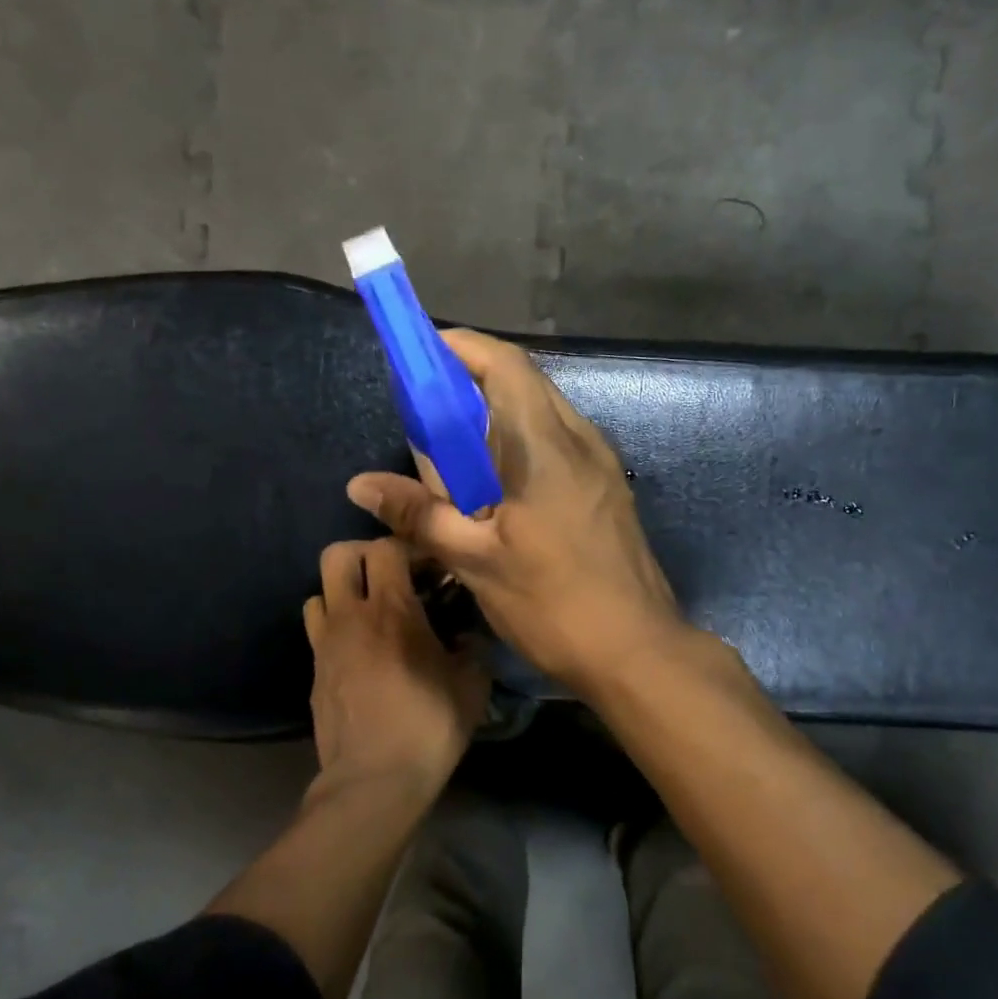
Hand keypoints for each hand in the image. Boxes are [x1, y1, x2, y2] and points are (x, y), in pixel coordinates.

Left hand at [304, 536, 489, 792]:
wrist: (374, 780)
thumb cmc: (428, 726)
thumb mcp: (472, 685)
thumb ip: (472, 648)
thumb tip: (466, 635)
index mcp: (391, 610)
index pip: (387, 547)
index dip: (409, 547)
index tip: (430, 567)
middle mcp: (351, 617)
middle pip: (337, 554)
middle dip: (364, 553)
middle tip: (392, 575)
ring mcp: (325, 643)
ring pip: (319, 590)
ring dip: (344, 591)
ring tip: (371, 612)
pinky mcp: (314, 671)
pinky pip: (317, 629)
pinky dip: (335, 625)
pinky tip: (360, 649)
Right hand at [346, 329, 688, 696]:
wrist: (637, 651)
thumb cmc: (553, 603)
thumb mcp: (475, 560)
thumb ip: (418, 514)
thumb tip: (360, 484)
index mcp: (546, 445)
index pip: (505, 365)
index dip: (462, 347)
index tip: (421, 355)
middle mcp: (580, 440)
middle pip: (523, 384)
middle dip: (471, 384)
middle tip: (426, 411)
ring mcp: (601, 464)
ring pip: (542, 415)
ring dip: (496, 418)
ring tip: (455, 453)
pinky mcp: (607, 489)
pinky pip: (557, 445)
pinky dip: (520, 445)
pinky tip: (496, 488)